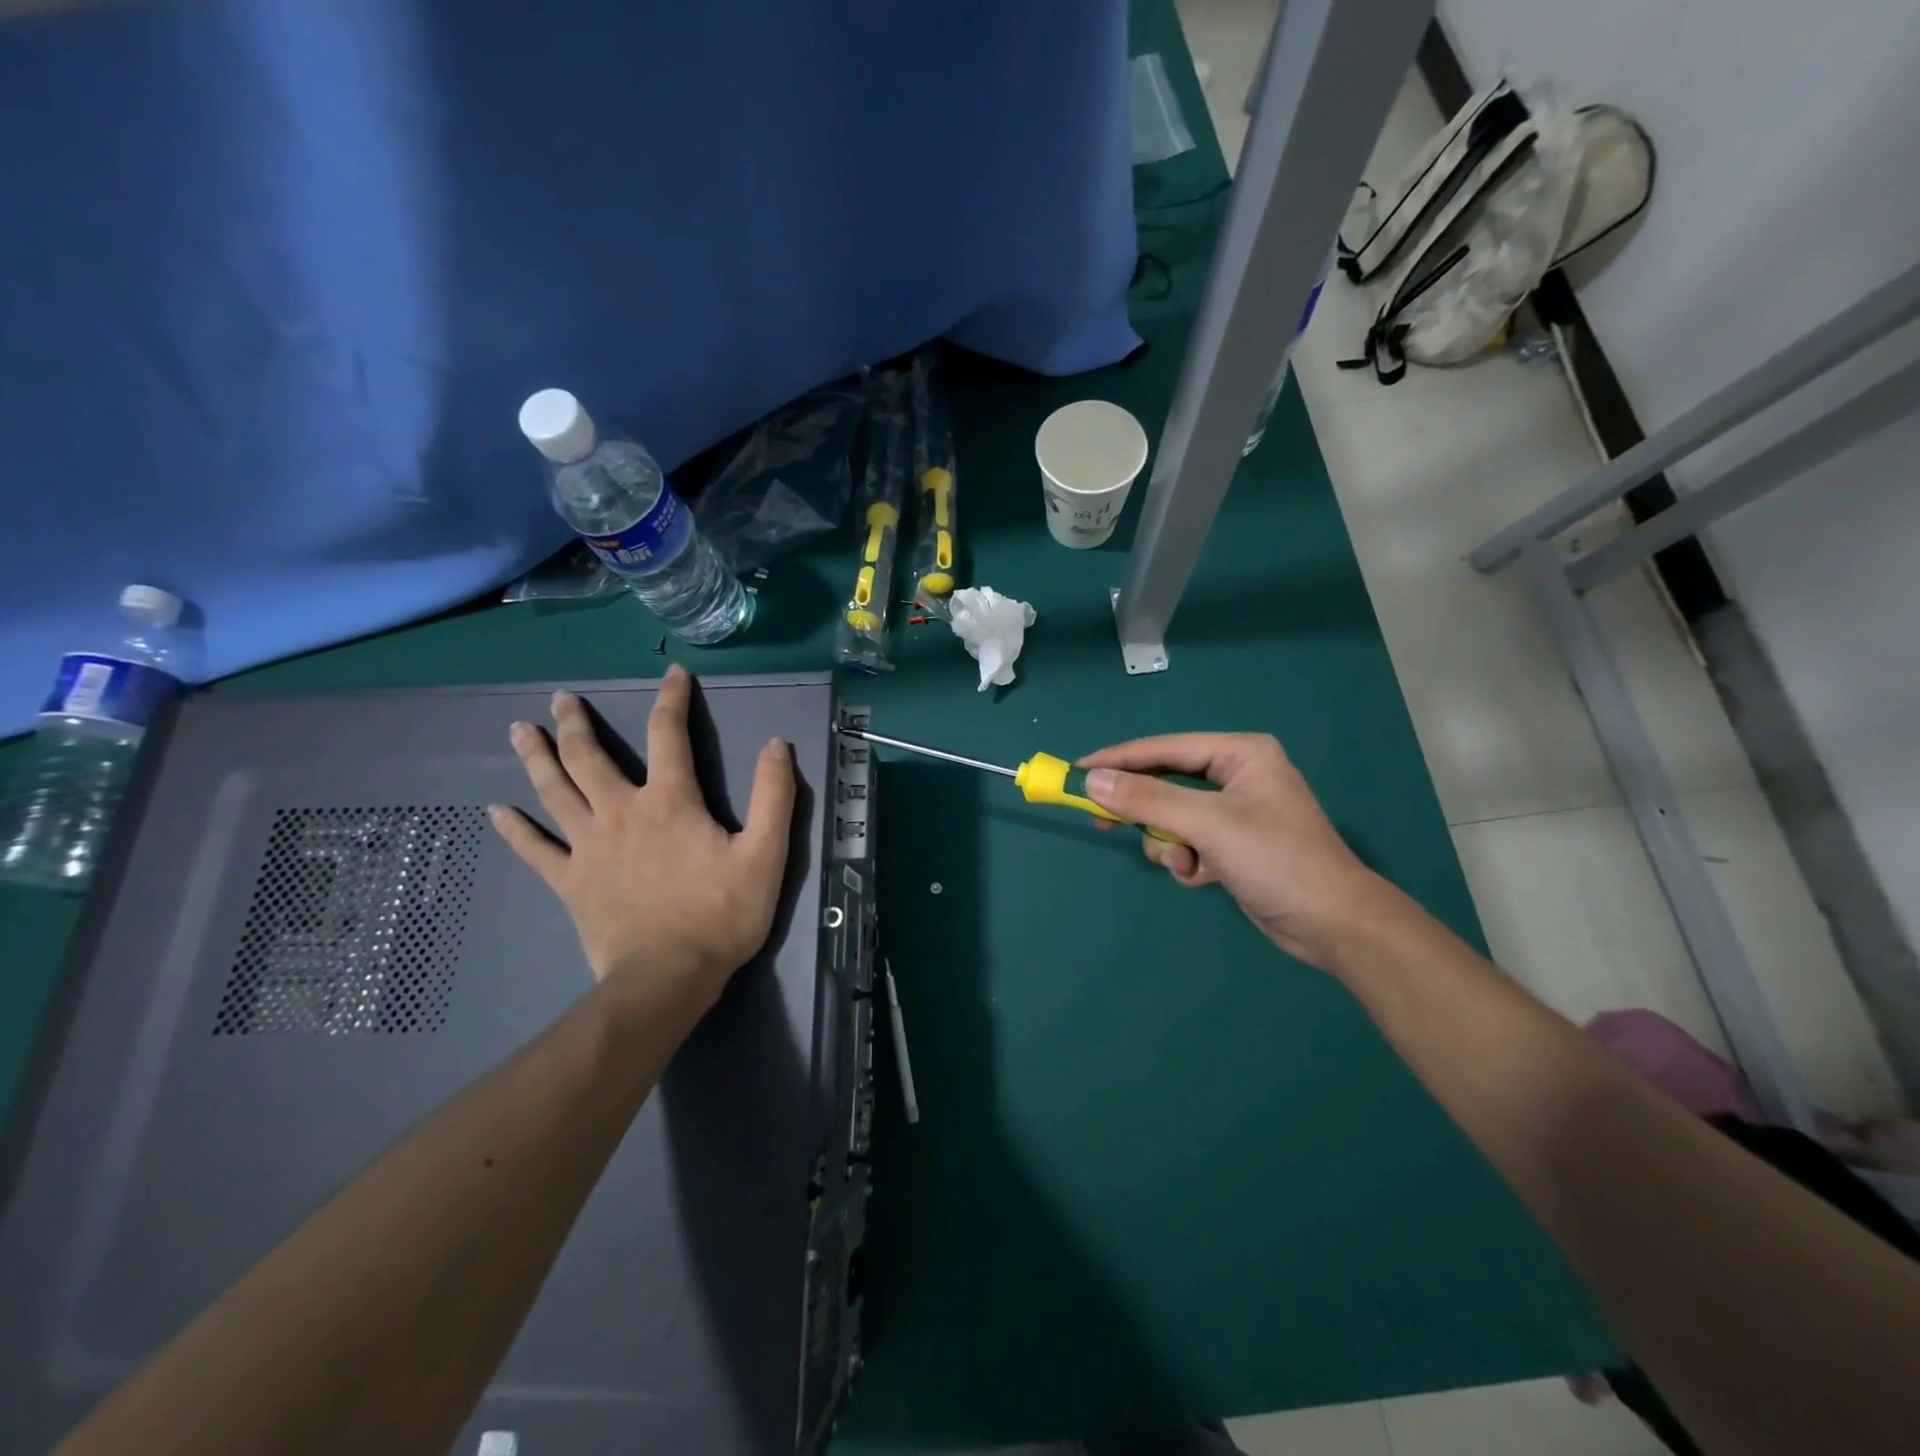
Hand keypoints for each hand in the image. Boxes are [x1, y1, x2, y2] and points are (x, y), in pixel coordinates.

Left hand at [489, 666, 795, 1009]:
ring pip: (556, 791)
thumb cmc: (722, 914)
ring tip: (519, 730)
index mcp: (670, 801)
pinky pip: (535, 850)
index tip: (672, 674)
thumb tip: (776, 744)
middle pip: (590, 757)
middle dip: (576, 723)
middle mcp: (621, 812)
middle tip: (561, 698)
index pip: (668, 735)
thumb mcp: (766, 854)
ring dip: (537, 758)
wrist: (668, 977)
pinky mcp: (570, 881)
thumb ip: (773, 796)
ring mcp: (589, 846)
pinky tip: (495, 811)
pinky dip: (515, 829)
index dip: (671, 700)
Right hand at [1079, 733, 1385, 970]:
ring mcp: (1236, 812)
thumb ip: (1147, 799)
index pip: (1164, 748)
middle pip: (1166, 783)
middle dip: (1144, 810)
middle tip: (1100, 820)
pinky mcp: (1234, 845)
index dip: (1118, 759)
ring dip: (1170, 844)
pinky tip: (1207, 877)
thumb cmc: (1276, 859)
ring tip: (1186, 863)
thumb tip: (1092, 780)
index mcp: (1240, 754)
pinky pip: (1189, 842)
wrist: (1333, 924)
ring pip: (1172, 818)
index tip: (1077, 770)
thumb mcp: (1207, 824)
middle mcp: (1237, 776)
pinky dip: (1189, 861)